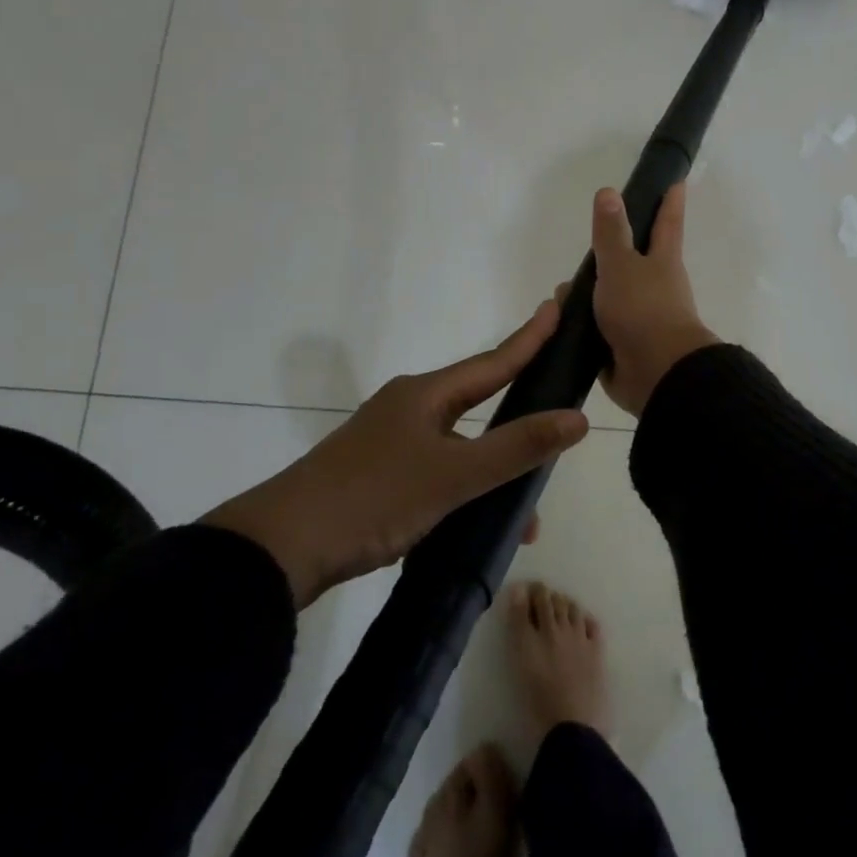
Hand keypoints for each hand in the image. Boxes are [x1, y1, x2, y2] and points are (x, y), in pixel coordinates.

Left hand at [202, 303, 589, 606]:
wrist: (277, 551)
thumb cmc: (372, 498)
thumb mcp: (453, 475)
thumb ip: (518, 447)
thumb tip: (578, 419)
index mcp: (426, 395)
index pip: (493, 361)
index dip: (529, 337)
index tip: (556, 305)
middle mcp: (409, 409)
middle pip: (478, 404)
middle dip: (519, 416)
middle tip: (556, 414)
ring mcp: (389, 443)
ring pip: (459, 448)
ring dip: (493, 472)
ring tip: (525, 513)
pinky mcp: (376, 477)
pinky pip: (438, 473)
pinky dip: (464, 493)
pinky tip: (478, 527)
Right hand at [567, 182, 719, 416]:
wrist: (657, 375)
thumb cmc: (644, 310)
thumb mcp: (622, 266)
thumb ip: (611, 233)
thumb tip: (608, 191)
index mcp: (662, 261)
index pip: (667, 221)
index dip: (670, 200)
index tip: (675, 179)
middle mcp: (655, 286)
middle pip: (633, 261)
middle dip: (612, 253)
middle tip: (587, 244)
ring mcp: (640, 318)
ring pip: (610, 297)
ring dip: (587, 294)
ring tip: (559, 294)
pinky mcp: (623, 346)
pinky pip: (598, 329)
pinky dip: (580, 325)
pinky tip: (557, 324)